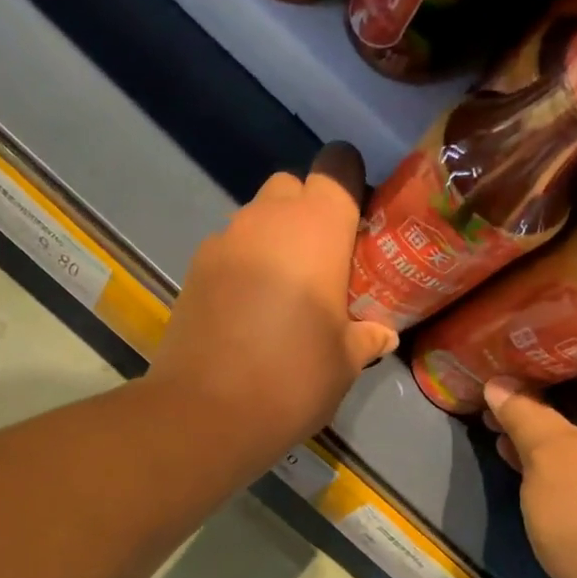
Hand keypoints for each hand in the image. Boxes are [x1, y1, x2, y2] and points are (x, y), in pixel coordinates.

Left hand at [150, 142, 398, 469]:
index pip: (337, 166)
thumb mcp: (346, 361)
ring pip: (256, 219)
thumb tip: (383, 332)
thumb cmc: (293, 378)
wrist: (206, 412)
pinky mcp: (193, 269)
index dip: (350, 184)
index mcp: (316, 227)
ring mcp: (223, 241)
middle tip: (324, 263)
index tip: (357, 223)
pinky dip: (244, 266)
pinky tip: (249, 311)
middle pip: (292, 187)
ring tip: (285, 294)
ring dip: (274, 241)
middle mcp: (266, 219)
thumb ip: (367, 336)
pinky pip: (229, 250)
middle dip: (309, 212)